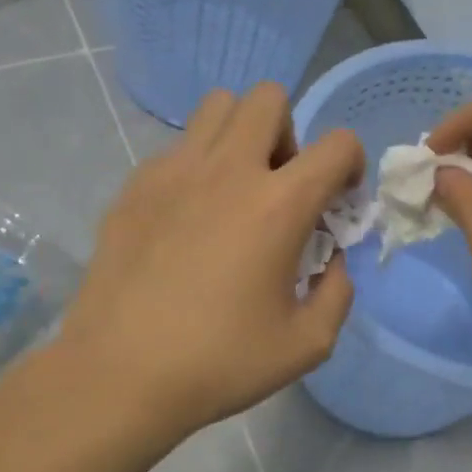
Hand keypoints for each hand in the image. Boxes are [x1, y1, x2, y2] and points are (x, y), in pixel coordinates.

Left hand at [62, 84, 362, 436]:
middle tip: (280, 187)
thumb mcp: (307, 344)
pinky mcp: (134, 186)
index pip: (337, 144)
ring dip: (240, 135)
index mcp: (278, 205)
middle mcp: (227, 170)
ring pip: (216, 107)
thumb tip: (331, 260)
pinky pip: (176, 148)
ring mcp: (173, 171)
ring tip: (235, 191)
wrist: (120, 374)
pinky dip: (197, 167)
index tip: (338, 201)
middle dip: (289, 134)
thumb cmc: (220, 363)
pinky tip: (187, 221)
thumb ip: (337, 292)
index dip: (351, 165)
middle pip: (269, 97)